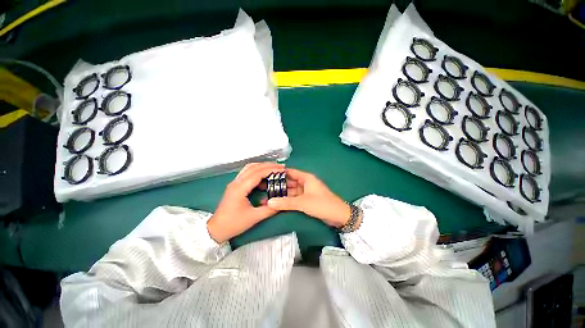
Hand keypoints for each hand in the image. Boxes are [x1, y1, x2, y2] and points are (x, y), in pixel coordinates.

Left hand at [207, 162, 283, 242]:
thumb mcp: (254, 217)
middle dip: (268, 165)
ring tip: (273, 169)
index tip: (282, 169)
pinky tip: (264, 176)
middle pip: (253, 167)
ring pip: (249, 168)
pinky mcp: (235, 186)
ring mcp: (234, 183)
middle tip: (280, 167)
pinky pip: (247, 173)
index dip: (271, 169)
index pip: (258, 173)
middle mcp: (236, 182)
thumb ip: (269, 209)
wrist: (216, 229)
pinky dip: (257, 171)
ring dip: (262, 166)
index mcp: (240, 188)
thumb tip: (281, 203)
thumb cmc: (233, 224)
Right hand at [266, 168, 351, 228]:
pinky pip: (294, 198)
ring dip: (281, 194)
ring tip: (267, 196)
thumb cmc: (322, 204)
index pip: (290, 172)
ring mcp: (305, 192)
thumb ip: (286, 202)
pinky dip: (287, 200)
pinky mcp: (306, 200)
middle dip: (278, 185)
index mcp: (306, 178)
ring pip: (291, 191)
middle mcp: (305, 183)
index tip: (266, 175)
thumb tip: (269, 202)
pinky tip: (277, 202)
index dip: (279, 173)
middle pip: (289, 182)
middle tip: (263, 187)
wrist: (338, 216)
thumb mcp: (303, 203)